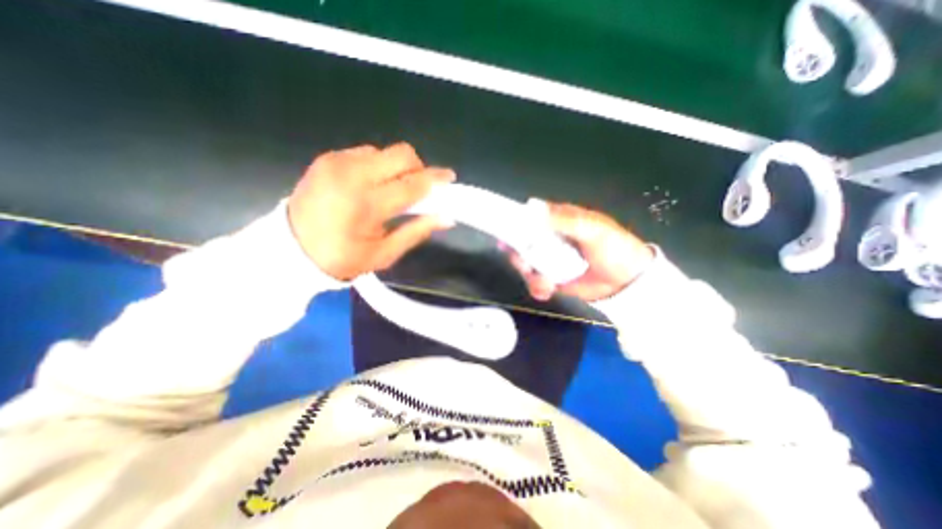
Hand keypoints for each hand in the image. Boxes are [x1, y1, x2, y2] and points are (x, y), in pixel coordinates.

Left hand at [289, 143, 453, 279]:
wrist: (288, 249)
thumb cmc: (340, 258)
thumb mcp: (383, 254)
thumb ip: (416, 232)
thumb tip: (445, 217)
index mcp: (366, 204)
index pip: (412, 184)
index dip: (435, 180)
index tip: (449, 178)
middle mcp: (352, 175)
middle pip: (401, 154)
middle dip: (418, 168)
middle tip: (418, 188)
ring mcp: (337, 162)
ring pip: (384, 152)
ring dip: (396, 169)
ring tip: (390, 190)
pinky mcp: (328, 158)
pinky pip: (365, 153)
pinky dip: (377, 167)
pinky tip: (370, 185)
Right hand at [504, 203, 652, 300]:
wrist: (627, 282)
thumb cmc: (614, 249)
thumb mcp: (593, 229)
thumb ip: (565, 220)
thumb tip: (534, 208)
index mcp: (558, 223)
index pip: (530, 219)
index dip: (515, 223)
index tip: (505, 233)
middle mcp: (550, 240)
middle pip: (521, 244)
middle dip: (519, 255)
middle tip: (525, 264)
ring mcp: (549, 261)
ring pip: (525, 265)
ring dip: (530, 274)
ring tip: (546, 282)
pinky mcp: (552, 279)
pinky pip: (535, 282)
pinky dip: (538, 287)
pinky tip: (549, 290)